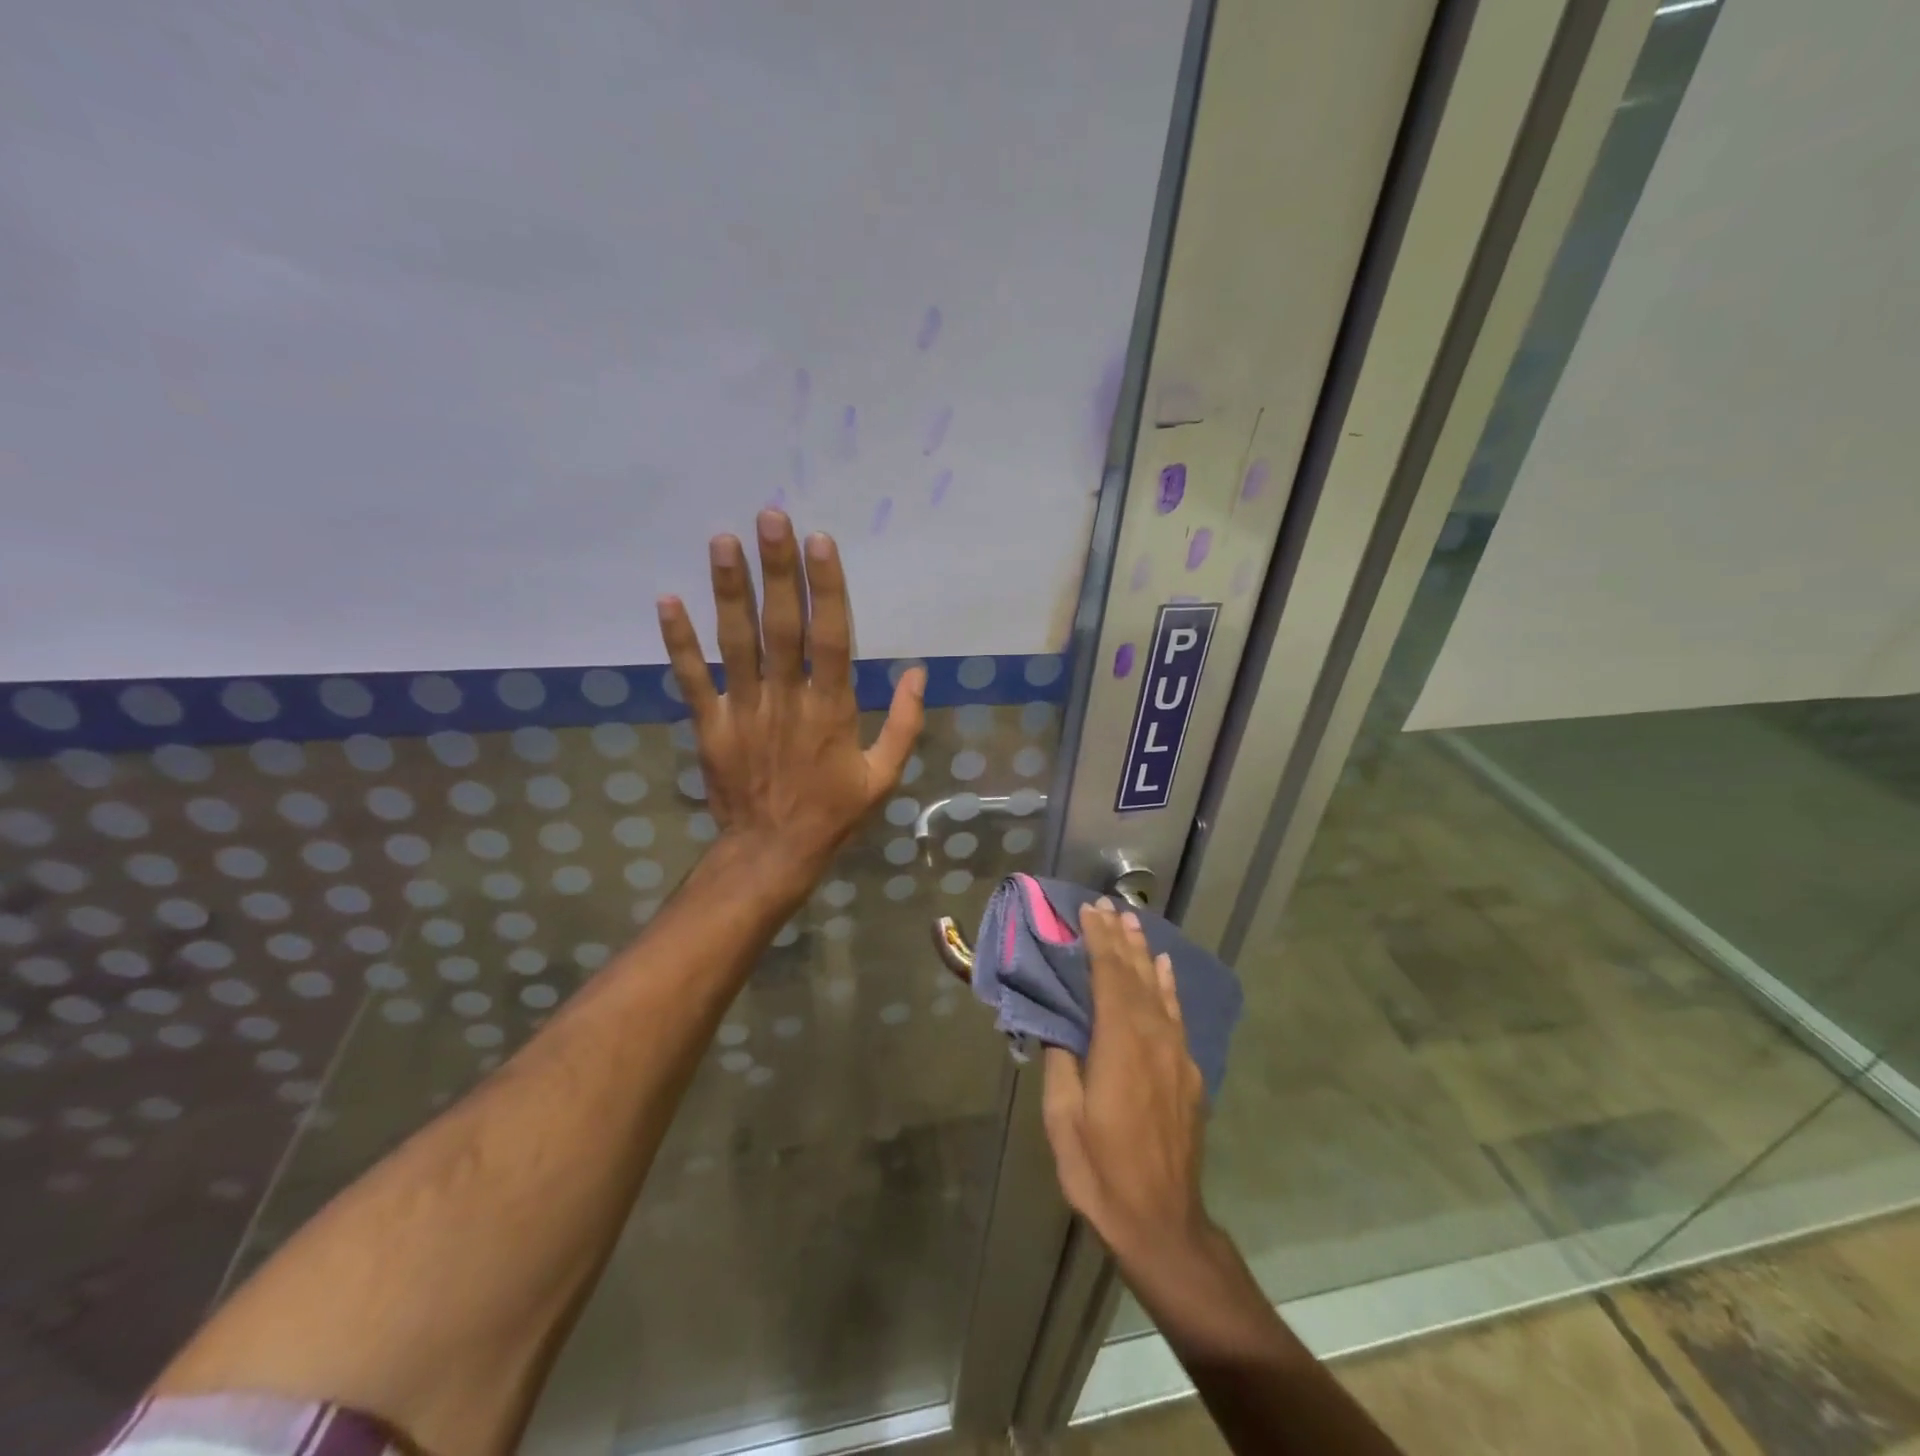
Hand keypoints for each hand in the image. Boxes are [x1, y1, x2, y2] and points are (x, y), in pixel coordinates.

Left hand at [657, 510, 925, 894]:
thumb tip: (918, 673)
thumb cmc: (833, 814)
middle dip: (777, 571)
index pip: (830, 639)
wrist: (772, 854)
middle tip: (770, 518)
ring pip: (735, 643)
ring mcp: (743, 711)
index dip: (826, 588)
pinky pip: (691, 679)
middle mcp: (786, 701)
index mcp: (831, 710)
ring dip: (728, 591)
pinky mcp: (710, 726)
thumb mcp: (883, 776)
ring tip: (722, 541)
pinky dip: (678, 642)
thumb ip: (904, 724)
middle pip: (781, 627)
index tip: (820, 542)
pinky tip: (667, 600)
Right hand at [1043, 899, 1211, 1266]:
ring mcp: (1176, 1055)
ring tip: (1133, 922)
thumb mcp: (1063, 1119)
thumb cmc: (1101, 1171)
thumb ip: (1061, 1062)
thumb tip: (1057, 1023)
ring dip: (1144, 953)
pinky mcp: (1188, 1073)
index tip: (1088, 911)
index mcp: (1119, 1044)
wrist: (1163, 1223)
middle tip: (1108, 905)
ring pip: (1158, 989)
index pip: (1109, 977)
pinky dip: (1168, 986)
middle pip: (1135, 975)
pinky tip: (1164, 970)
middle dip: (1119, 938)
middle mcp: (1153, 1038)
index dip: (1098, 941)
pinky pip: (1176, 1015)